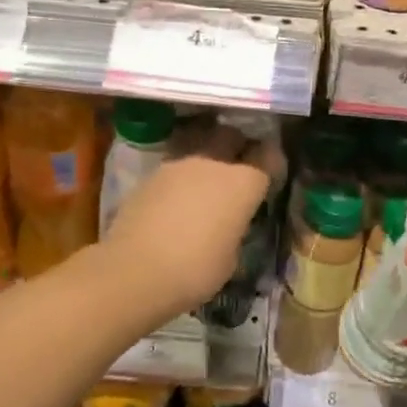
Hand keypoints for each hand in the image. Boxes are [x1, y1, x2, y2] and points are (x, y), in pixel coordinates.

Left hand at [97, 119, 281, 326]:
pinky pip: (175, 166)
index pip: (267, 155)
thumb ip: (234, 228)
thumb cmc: (195, 270)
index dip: (272, 161)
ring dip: (207, 157)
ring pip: (199, 145)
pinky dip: (182, 176)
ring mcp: (178, 164)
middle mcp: (212, 162)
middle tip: (239, 166)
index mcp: (242, 182)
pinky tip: (178, 198)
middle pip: (231, 135)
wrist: (134, 271)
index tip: (271, 173)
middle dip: (238, 145)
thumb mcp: (231, 257)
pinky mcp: (150, 175)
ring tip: (205, 182)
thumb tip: (227, 223)